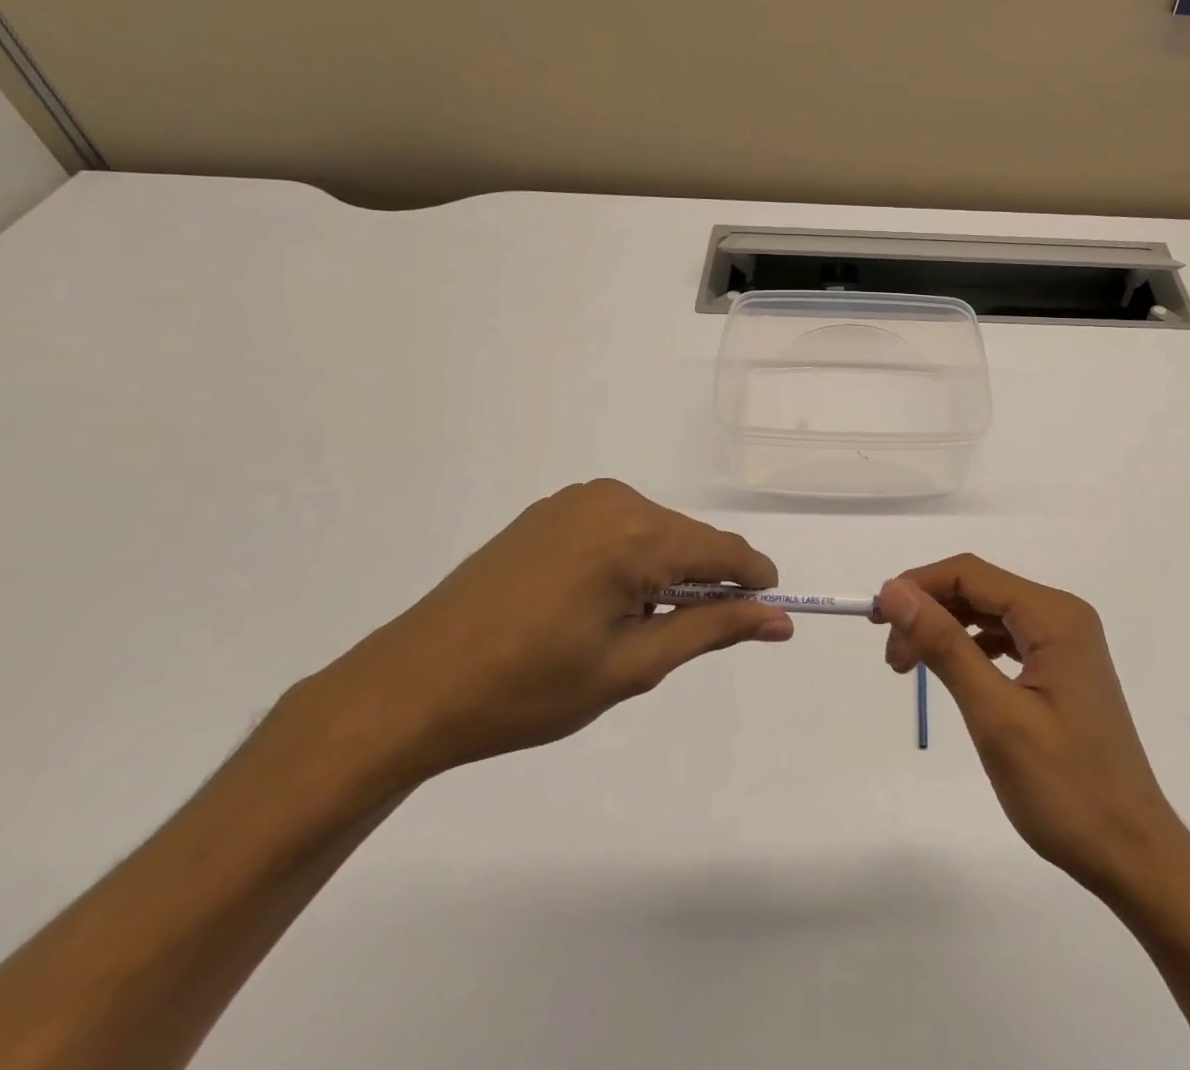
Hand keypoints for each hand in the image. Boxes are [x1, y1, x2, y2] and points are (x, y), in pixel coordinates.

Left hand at [306, 479, 791, 781]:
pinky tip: (594, 605)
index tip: (770, 612)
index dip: (752, 581)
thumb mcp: (632, 666)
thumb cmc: (527, 689)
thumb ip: (712, 629)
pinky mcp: (549, 511)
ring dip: (662, 574)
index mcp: (634, 533)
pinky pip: (617, 527)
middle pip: (688, 539)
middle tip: (676, 643)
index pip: (722, 550)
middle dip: (700, 583)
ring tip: (625, 631)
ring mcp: (575, 500)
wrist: (409, 688)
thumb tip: (779, 618)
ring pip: (654, 533)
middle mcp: (611, 499)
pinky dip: (628, 561)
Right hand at [874, 556, 1189, 900]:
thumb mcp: (995, 715)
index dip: (918, 585)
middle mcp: (1062, 616)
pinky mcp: (1063, 669)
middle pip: (980, 590)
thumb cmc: (1066, 788)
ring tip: (910, 666)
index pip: (971, 573)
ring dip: (946, 630)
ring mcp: (1066, 643)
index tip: (876, 618)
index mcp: (1053, 616)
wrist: (1133, 855)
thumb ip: (945, 646)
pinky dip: (971, 649)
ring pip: (990, 614)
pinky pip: (1007, 640)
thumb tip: (895, 591)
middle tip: (891, 655)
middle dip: (929, 610)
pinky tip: (953, 673)